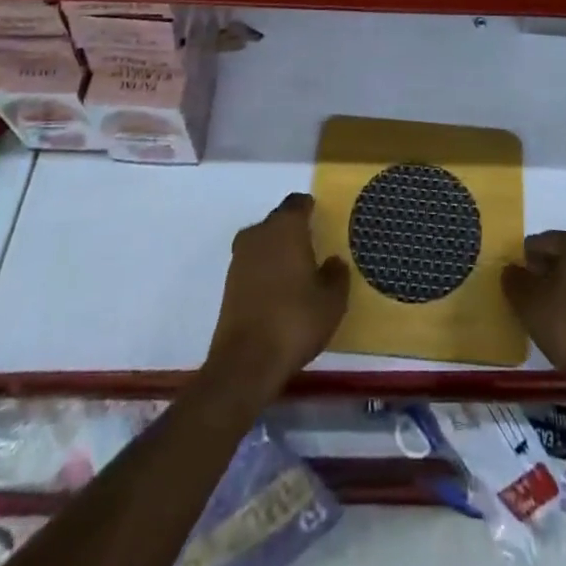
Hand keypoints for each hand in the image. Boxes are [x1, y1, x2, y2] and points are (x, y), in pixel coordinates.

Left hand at [204, 194, 348, 400]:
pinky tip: (278, 290)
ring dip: (277, 250)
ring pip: (263, 242)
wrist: (245, 363)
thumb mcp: (332, 301)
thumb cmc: (295, 321)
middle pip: (278, 220)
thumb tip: (333, 261)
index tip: (321, 219)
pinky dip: (265, 270)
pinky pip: (253, 264)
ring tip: (297, 270)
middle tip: (312, 246)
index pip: (298, 203)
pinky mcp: (228, 284)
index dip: (310, 208)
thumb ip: (337, 274)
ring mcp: (240, 258)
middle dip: (294, 229)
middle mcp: (260, 233)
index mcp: (286, 226)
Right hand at [503, 231, 565, 405]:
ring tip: (547, 317)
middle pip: (562, 257)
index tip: (514, 285)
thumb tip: (512, 270)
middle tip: (527, 301)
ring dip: (561, 290)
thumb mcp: (529, 303)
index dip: (522, 262)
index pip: (540, 243)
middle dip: (543, 275)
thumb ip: (514, 280)